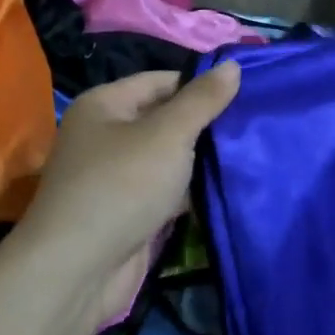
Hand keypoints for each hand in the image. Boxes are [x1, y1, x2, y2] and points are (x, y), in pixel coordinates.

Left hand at [14, 63, 241, 326]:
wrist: (78, 270)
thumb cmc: (122, 186)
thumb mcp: (168, 134)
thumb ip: (202, 100)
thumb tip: (233, 64)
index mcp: (105, 105)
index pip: (162, 80)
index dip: (202, 85)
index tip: (247, 93)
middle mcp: (106, 136)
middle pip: (166, 119)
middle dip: (206, 124)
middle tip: (255, 123)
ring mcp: (117, 177)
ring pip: (169, 158)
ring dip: (203, 159)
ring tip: (253, 151)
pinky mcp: (129, 212)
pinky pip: (168, 191)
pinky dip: (192, 190)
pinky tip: (230, 187)